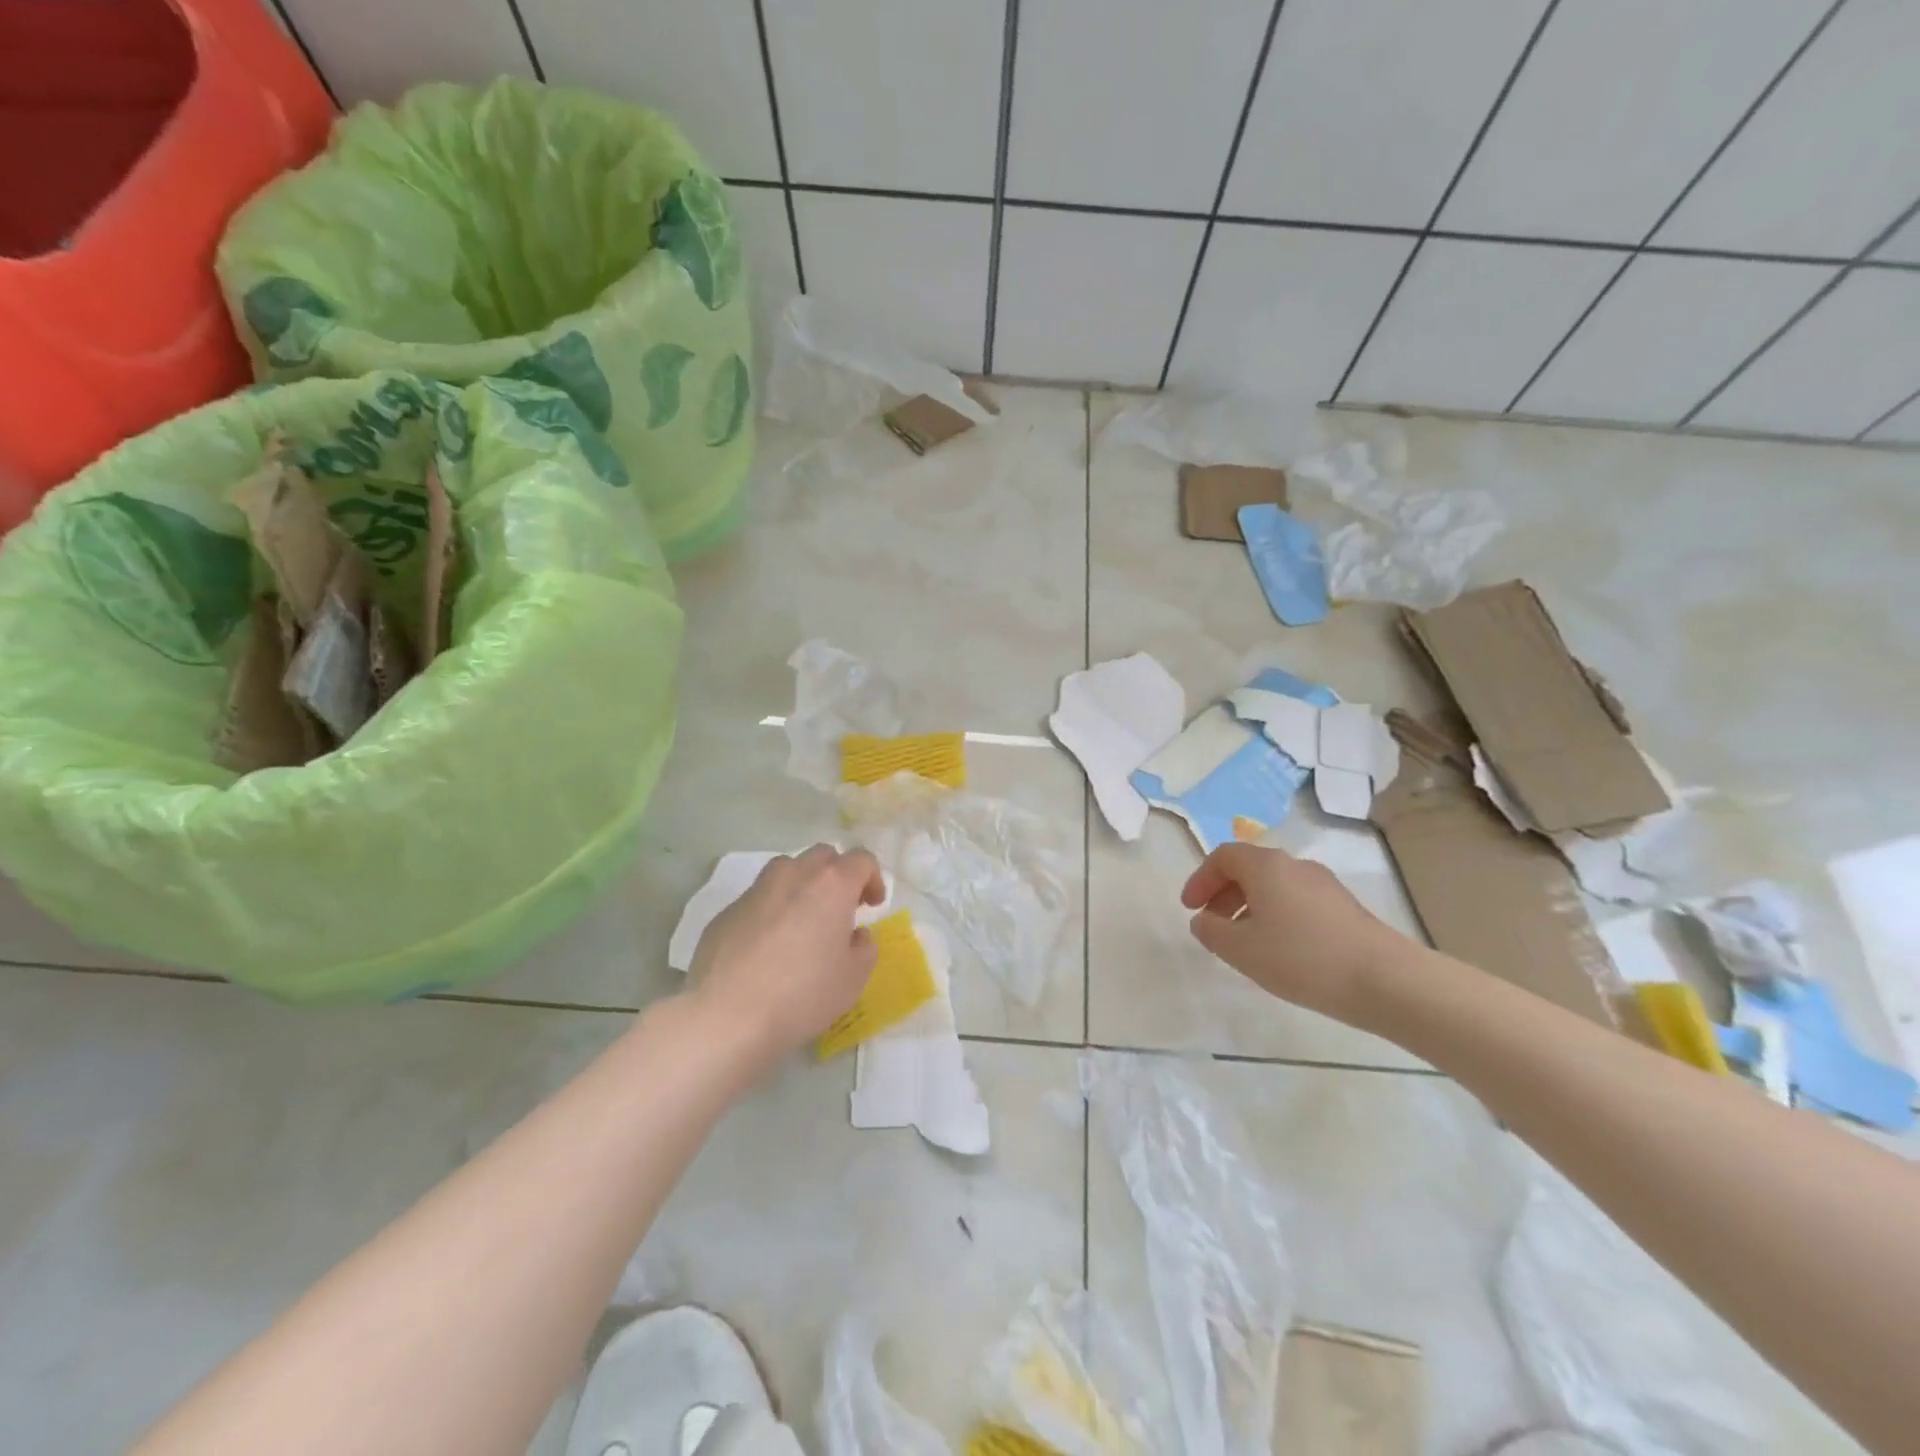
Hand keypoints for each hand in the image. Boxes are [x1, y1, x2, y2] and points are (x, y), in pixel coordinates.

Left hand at [688, 844, 887, 1064]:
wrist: (726, 1016)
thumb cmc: (802, 995)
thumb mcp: (853, 979)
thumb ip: (864, 948)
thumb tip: (855, 935)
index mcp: (831, 884)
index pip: (861, 859)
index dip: (873, 879)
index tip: (872, 906)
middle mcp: (793, 875)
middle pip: (823, 856)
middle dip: (837, 875)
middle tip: (840, 909)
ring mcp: (755, 890)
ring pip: (786, 870)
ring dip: (802, 886)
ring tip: (803, 921)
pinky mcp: (726, 912)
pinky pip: (758, 900)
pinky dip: (771, 911)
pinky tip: (767, 947)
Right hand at [1181, 842, 1407, 1025]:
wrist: (1386, 980)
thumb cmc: (1302, 958)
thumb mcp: (1241, 949)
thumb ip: (1212, 931)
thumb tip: (1204, 920)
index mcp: (1266, 866)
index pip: (1223, 856)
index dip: (1201, 879)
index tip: (1191, 908)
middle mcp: (1295, 865)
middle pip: (1249, 868)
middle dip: (1223, 893)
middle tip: (1213, 923)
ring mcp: (1324, 885)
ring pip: (1275, 886)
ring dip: (1250, 906)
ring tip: (1245, 942)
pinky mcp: (1345, 907)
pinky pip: (1297, 901)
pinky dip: (1276, 916)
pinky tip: (1281, 950)